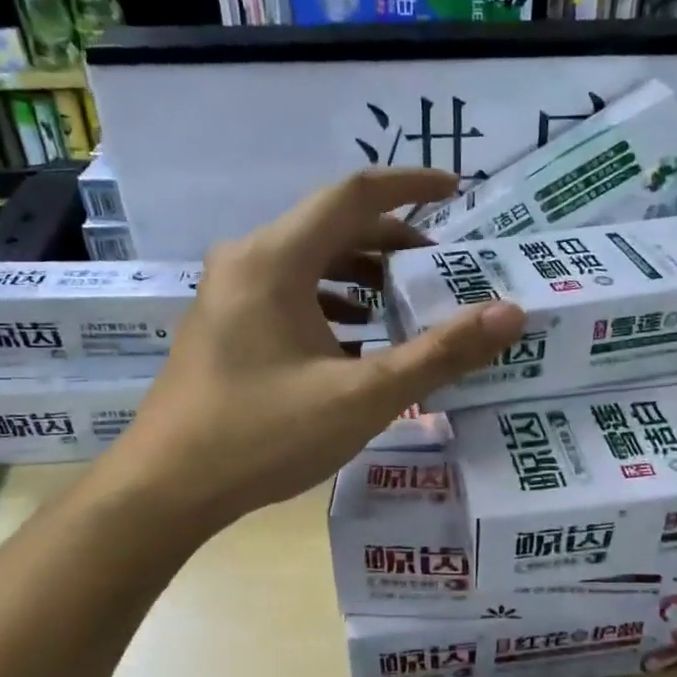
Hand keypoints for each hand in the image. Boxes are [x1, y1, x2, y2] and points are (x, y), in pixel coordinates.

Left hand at [106, 168, 525, 534]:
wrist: (164, 490)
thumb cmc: (263, 436)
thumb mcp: (363, 397)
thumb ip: (440, 353)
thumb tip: (511, 313)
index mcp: (275, 259)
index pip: (354, 195)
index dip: (410, 186)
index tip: (457, 190)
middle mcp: (247, 261)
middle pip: (332, 227)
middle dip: (392, 241)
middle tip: (442, 268)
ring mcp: (229, 293)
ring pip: (309, 261)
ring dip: (362, 274)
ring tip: (407, 303)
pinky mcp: (224, 325)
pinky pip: (288, 292)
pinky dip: (331, 303)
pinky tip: (356, 340)